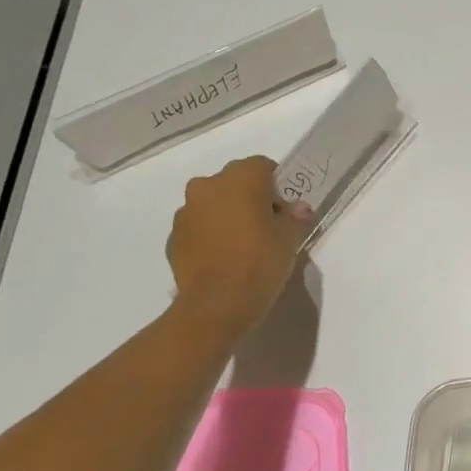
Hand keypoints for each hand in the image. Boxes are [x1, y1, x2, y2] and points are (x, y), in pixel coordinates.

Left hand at [165, 156, 312, 342]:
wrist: (217, 304)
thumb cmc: (260, 262)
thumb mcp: (290, 238)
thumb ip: (294, 217)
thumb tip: (297, 208)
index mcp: (240, 179)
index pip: (262, 166)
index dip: (277, 185)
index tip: (285, 209)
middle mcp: (208, 186)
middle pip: (233, 182)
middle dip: (248, 197)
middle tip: (265, 225)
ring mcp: (186, 212)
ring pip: (212, 204)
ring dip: (226, 215)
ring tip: (242, 244)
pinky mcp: (173, 238)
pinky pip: (197, 227)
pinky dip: (209, 235)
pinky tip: (223, 259)